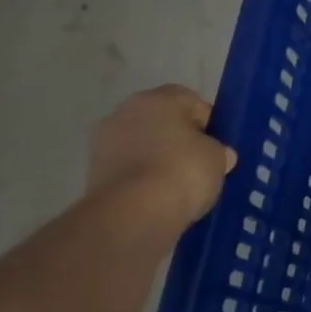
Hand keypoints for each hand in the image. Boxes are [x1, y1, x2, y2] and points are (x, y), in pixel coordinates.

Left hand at [87, 85, 235, 235]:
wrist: (134, 213)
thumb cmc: (183, 170)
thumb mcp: (218, 157)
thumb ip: (217, 149)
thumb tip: (218, 155)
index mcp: (157, 98)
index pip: (191, 101)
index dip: (208, 123)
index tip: (218, 146)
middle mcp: (124, 112)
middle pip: (162, 122)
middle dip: (179, 140)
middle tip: (200, 164)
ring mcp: (103, 143)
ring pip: (142, 146)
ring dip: (158, 160)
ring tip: (181, 185)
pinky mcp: (92, 174)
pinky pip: (129, 169)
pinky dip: (143, 179)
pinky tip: (160, 197)